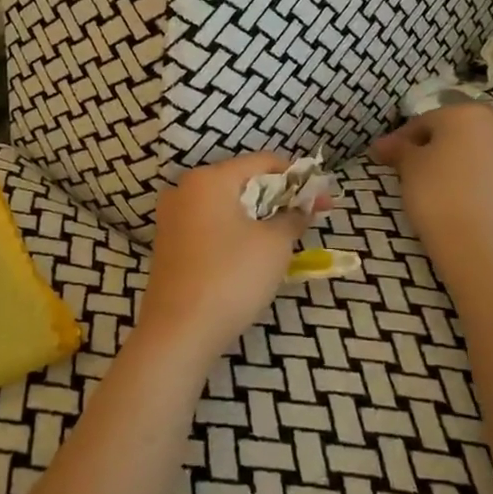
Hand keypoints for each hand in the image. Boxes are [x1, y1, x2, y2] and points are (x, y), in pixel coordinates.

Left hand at [140, 154, 320, 362]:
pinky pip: (210, 225)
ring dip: (258, 215)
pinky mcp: (168, 244)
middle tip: (308, 217)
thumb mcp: (274, 245)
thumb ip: (292, 217)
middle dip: (278, 197)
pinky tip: (253, 252)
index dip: (297, 177)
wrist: (178, 331)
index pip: (262, 162)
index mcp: (209, 178)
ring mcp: (172, 217)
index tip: (323, 198)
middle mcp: (185, 189)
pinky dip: (235, 230)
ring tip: (286, 235)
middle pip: (242, 181)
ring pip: (225, 205)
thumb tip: (302, 207)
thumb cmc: (231, 277)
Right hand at [370, 103, 492, 267]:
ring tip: (428, 180)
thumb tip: (382, 145)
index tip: (384, 156)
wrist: (476, 242)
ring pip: (470, 147)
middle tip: (407, 164)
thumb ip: (398, 148)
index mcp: (465, 112)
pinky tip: (451, 192)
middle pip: (452, 129)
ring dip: (450, 157)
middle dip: (430, 143)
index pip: (424, 120)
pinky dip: (467, 173)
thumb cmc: (436, 191)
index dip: (400, 139)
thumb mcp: (408, 165)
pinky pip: (484, 167)